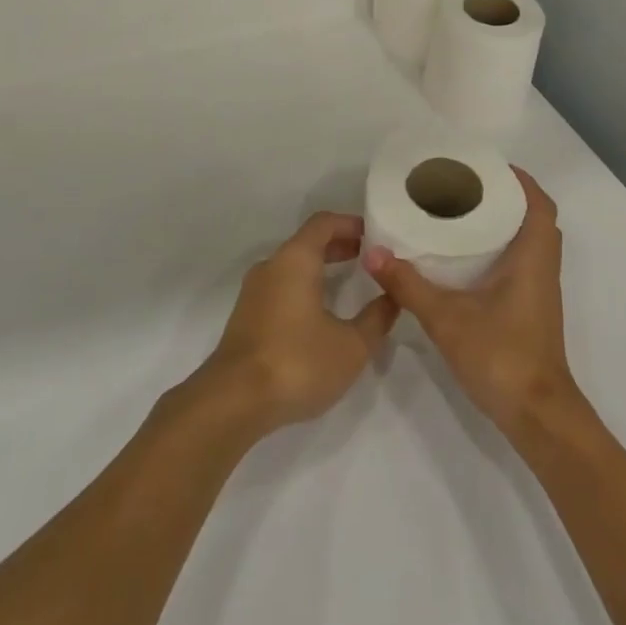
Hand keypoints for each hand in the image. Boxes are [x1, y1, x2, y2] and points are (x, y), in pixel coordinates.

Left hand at [193, 213, 398, 437]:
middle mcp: (271, 266)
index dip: (351, 224)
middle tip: (369, 260)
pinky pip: (281, 288)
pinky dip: (304, 288)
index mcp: (295, 259)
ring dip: (320, 270)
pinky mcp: (246, 317)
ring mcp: (254, 292)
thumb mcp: (351, 345)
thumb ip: (376, 318)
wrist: (233, 402)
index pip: (324, 223)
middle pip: (308, 243)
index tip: (375, 236)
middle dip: (339, 247)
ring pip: (292, 267)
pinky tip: (320, 316)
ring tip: (349, 286)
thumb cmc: (297, 362)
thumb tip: (392, 298)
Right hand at [361, 168, 579, 435]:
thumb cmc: (501, 356)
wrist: (536, 415)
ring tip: (463, 215)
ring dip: (505, 225)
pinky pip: (523, 264)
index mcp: (533, 258)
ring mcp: (540, 292)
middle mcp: (543, 268)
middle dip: (507, 198)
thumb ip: (409, 285)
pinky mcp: (532, 311)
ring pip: (530, 243)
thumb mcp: (446, 318)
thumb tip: (374, 254)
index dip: (520, 180)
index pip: (539, 204)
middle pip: (535, 219)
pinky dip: (502, 251)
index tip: (486, 168)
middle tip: (467, 189)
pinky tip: (467, 261)